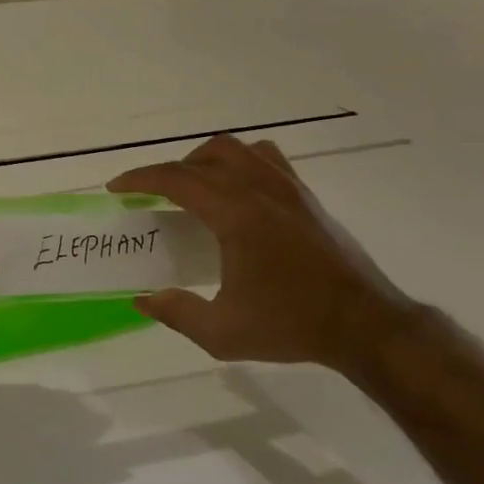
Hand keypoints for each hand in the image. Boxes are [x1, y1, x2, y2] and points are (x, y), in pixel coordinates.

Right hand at [107, 134, 416, 372]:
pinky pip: (266, 158)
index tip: (117, 188)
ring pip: (236, 150)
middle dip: (170, 170)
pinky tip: (237, 191)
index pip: (177, 179)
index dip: (140, 179)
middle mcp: (260, 190)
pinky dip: (241, 163)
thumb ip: (177, 313)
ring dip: (205, 161)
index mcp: (236, 214)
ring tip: (194, 188)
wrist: (366, 326)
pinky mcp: (306, 197)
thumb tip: (143, 299)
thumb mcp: (223, 333)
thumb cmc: (292, 325)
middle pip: (204, 157)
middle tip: (154, 196)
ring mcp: (288, 189)